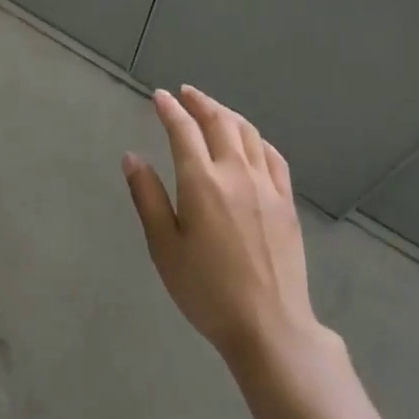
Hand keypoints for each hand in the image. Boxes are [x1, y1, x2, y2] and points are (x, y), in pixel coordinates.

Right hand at [122, 85, 321, 367]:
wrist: (269, 325)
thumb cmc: (206, 290)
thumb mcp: (164, 247)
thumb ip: (147, 197)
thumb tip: (132, 157)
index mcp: (201, 182)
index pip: (183, 131)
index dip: (169, 110)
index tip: (159, 96)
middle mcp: (236, 173)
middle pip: (219, 122)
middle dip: (200, 102)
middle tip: (185, 93)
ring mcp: (267, 185)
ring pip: (248, 134)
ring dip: (228, 114)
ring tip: (213, 109)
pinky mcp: (287, 202)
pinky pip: (273, 156)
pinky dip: (257, 138)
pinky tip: (251, 141)